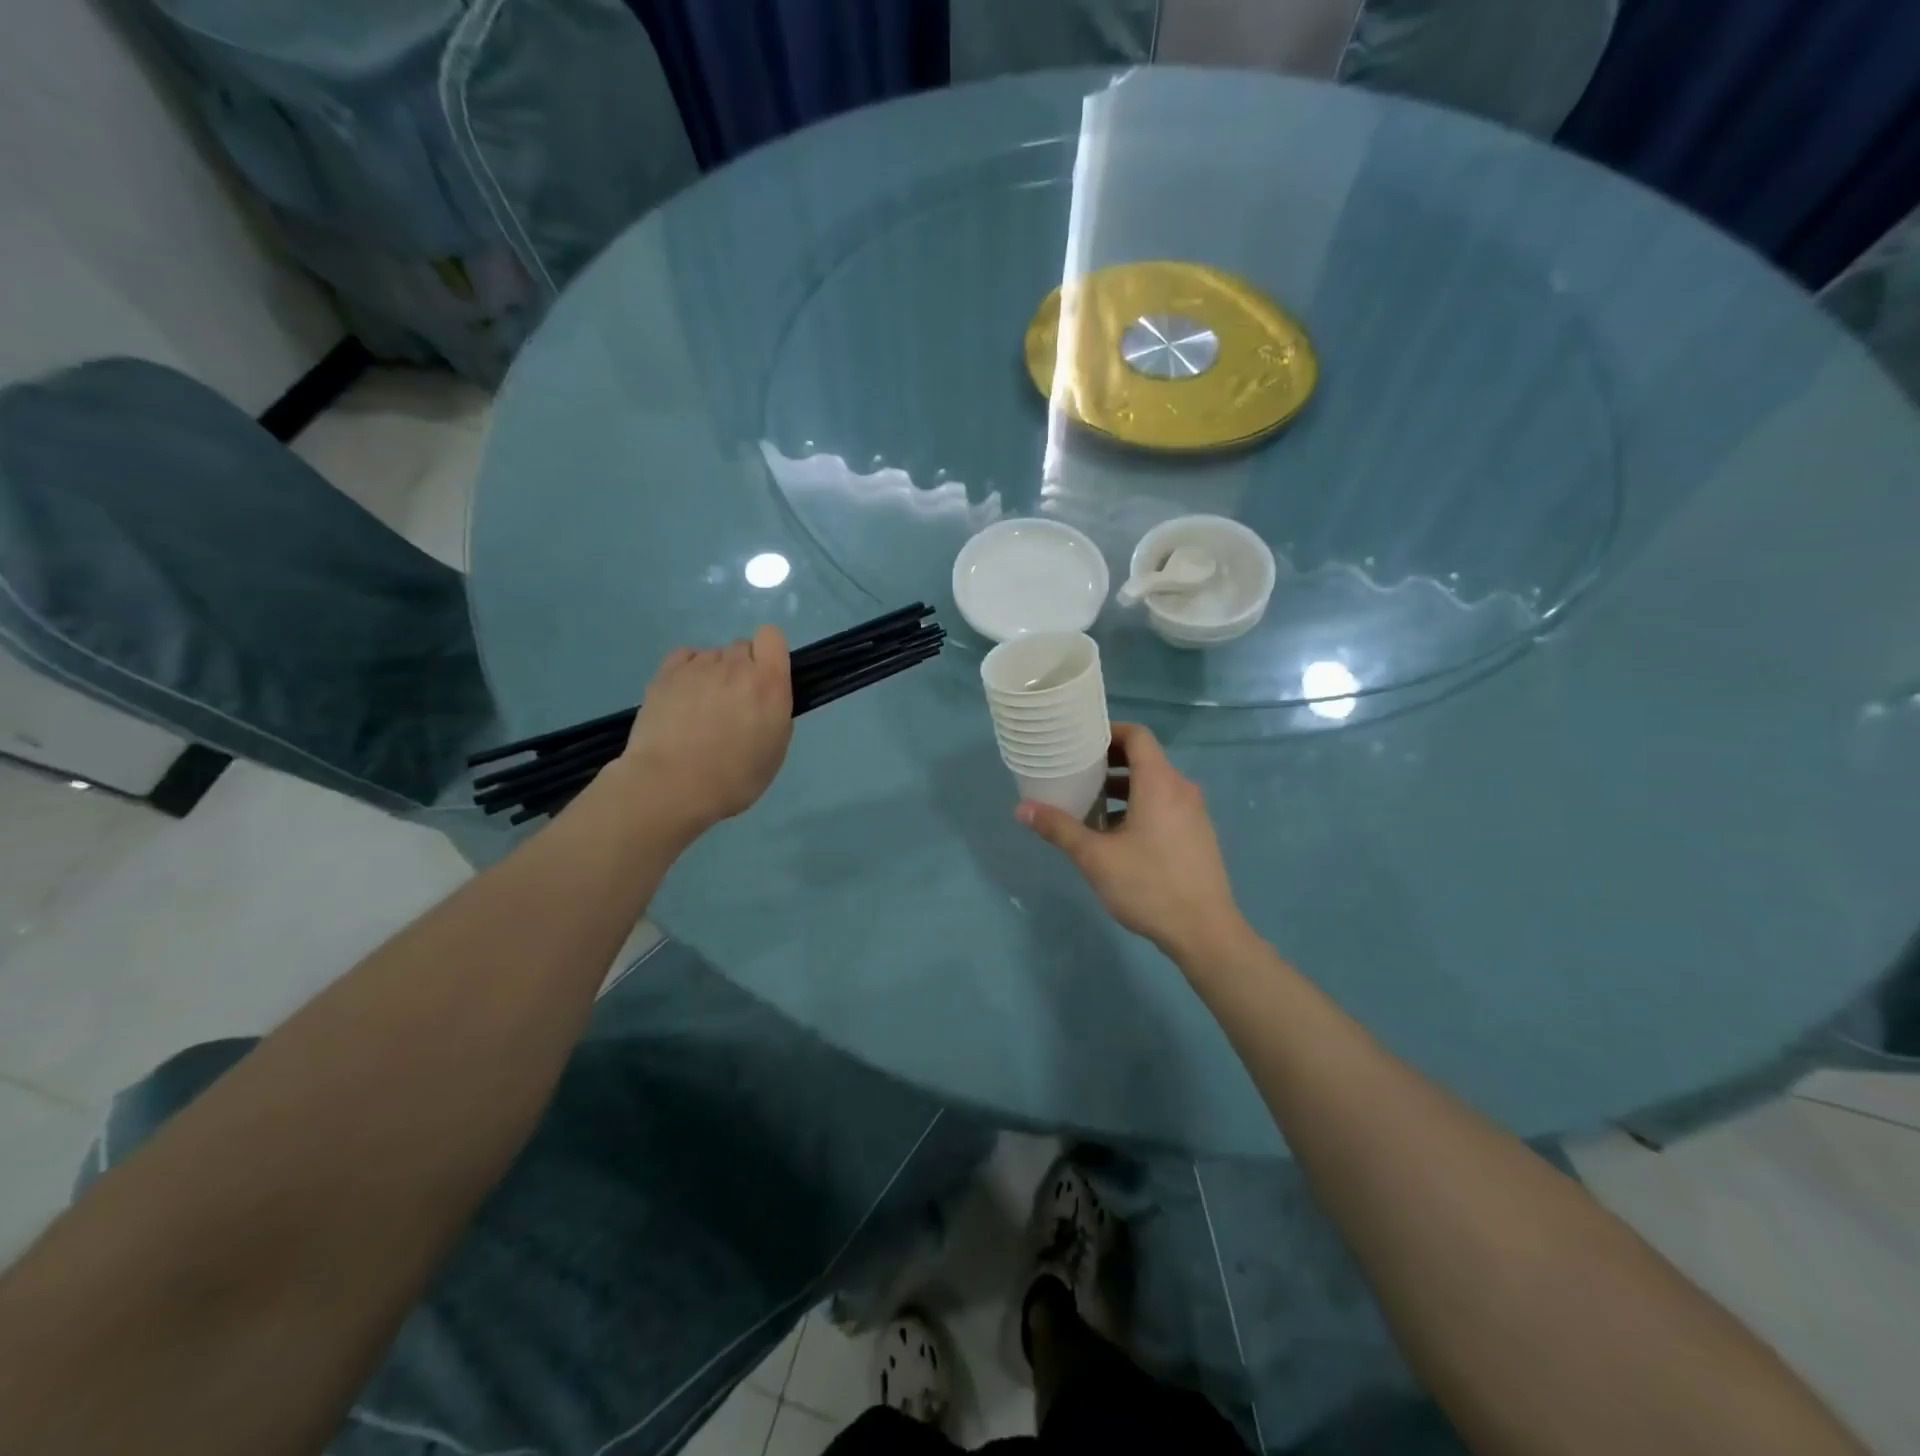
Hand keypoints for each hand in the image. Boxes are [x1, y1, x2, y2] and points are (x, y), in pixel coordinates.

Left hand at [614, 627, 793, 837]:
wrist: (672, 785)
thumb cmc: (733, 777)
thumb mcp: (775, 750)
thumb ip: (775, 712)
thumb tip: (764, 699)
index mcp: (768, 683)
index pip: (772, 636)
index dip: (768, 654)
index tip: (765, 679)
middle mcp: (735, 666)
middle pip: (741, 648)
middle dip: (741, 670)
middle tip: (732, 704)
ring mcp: (697, 667)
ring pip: (712, 656)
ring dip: (713, 674)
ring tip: (701, 708)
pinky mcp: (665, 674)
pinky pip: (684, 658)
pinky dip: (687, 671)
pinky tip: (682, 697)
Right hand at [1016, 723, 1246, 962]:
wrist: (1205, 932)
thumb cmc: (1149, 885)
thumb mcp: (1095, 857)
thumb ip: (1059, 828)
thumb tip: (1022, 809)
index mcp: (1160, 782)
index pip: (1137, 736)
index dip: (1108, 732)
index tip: (1080, 740)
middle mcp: (1181, 789)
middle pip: (1144, 759)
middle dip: (1109, 763)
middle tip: (1076, 772)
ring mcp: (1194, 814)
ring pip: (1154, 786)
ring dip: (1122, 789)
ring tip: (1090, 806)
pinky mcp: (1197, 836)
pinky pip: (1165, 806)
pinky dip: (1139, 807)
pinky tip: (1116, 837)